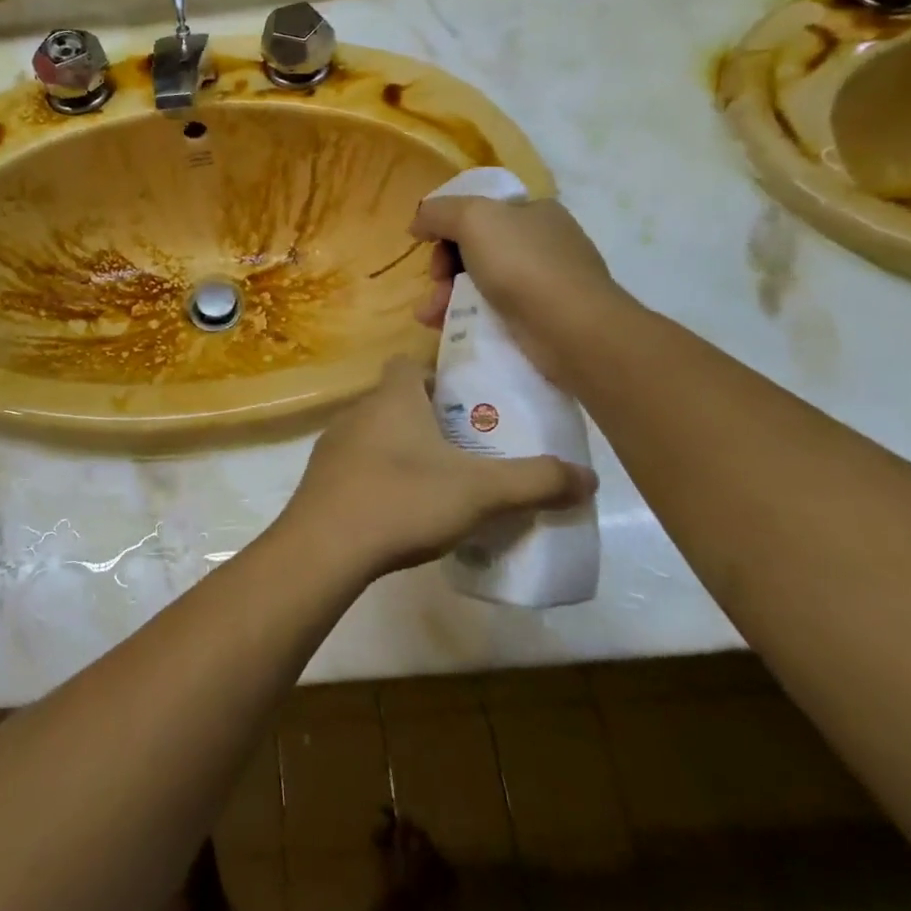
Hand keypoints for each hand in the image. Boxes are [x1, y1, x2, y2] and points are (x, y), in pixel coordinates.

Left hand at [278, 357, 594, 578]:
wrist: (325, 546)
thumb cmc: (403, 499)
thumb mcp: (480, 491)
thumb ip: (535, 481)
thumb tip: (589, 478)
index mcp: (393, 398)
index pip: (409, 363)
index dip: (435, 375)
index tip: (464, 403)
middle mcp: (358, 411)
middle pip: (395, 400)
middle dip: (427, 419)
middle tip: (464, 450)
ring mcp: (332, 445)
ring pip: (374, 434)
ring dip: (401, 450)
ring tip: (436, 484)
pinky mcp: (320, 480)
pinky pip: (355, 466)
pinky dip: (378, 478)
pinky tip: (399, 511)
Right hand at [409, 195, 632, 386]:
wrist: (572, 329)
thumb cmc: (522, 264)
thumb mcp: (472, 219)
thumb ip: (438, 212)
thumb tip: (419, 222)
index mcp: (535, 211)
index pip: (481, 211)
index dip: (448, 227)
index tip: (430, 247)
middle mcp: (544, 242)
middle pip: (476, 248)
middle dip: (445, 268)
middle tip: (435, 284)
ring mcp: (547, 283)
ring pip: (482, 283)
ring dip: (448, 296)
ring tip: (430, 316)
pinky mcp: (544, 320)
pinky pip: (495, 312)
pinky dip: (467, 317)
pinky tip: (447, 328)